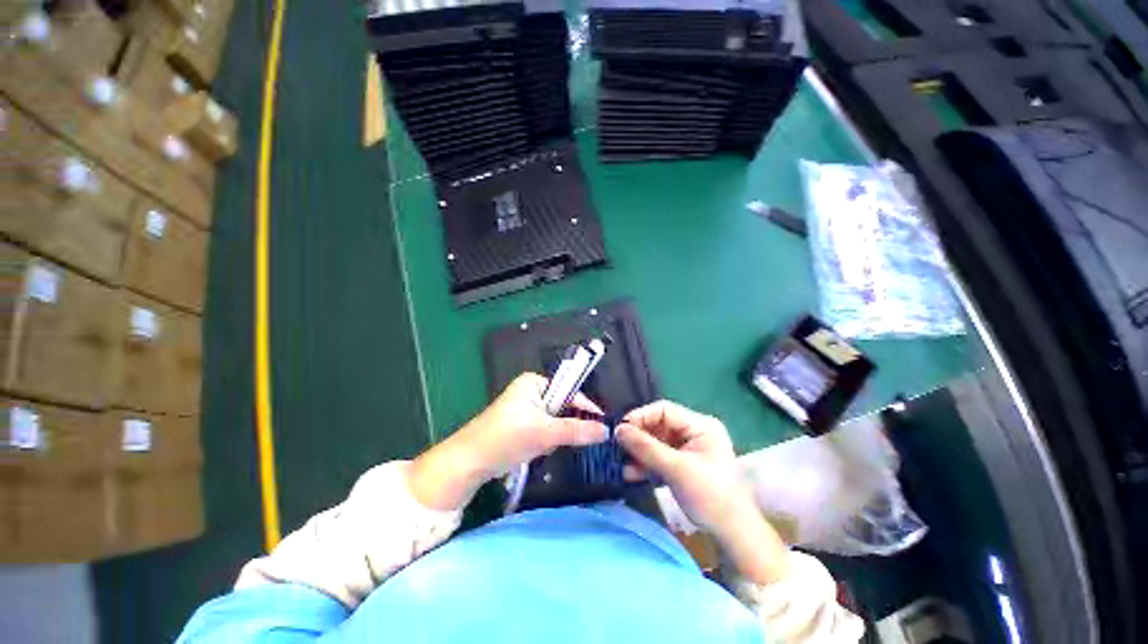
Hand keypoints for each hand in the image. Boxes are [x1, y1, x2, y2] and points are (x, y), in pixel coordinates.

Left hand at [409, 373, 607, 510]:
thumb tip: (605, 431)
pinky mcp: (520, 424)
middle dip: (564, 426)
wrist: (468, 463)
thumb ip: (577, 430)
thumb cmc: (506, 438)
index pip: (570, 391)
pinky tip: (535, 450)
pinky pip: (543, 429)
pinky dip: (544, 441)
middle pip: (562, 406)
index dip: (586, 407)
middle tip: (561, 440)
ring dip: (553, 436)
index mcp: (535, 382)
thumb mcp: (545, 433)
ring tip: (542, 447)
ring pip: (554, 421)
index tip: (603, 425)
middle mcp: (530, 390)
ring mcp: (524, 407)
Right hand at [615, 401, 740, 532]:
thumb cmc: (710, 497)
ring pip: (656, 442)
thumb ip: (646, 448)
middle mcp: (694, 432)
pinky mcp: (682, 464)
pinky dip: (646, 464)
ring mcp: (688, 449)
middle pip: (658, 425)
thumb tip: (618, 430)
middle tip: (617, 446)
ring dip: (639, 453)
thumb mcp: (676, 469)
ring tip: (620, 462)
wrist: (732, 535)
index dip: (641, 416)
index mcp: (700, 426)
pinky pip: (659, 457)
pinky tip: (630, 473)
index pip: (664, 410)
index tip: (620, 429)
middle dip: (638, 437)